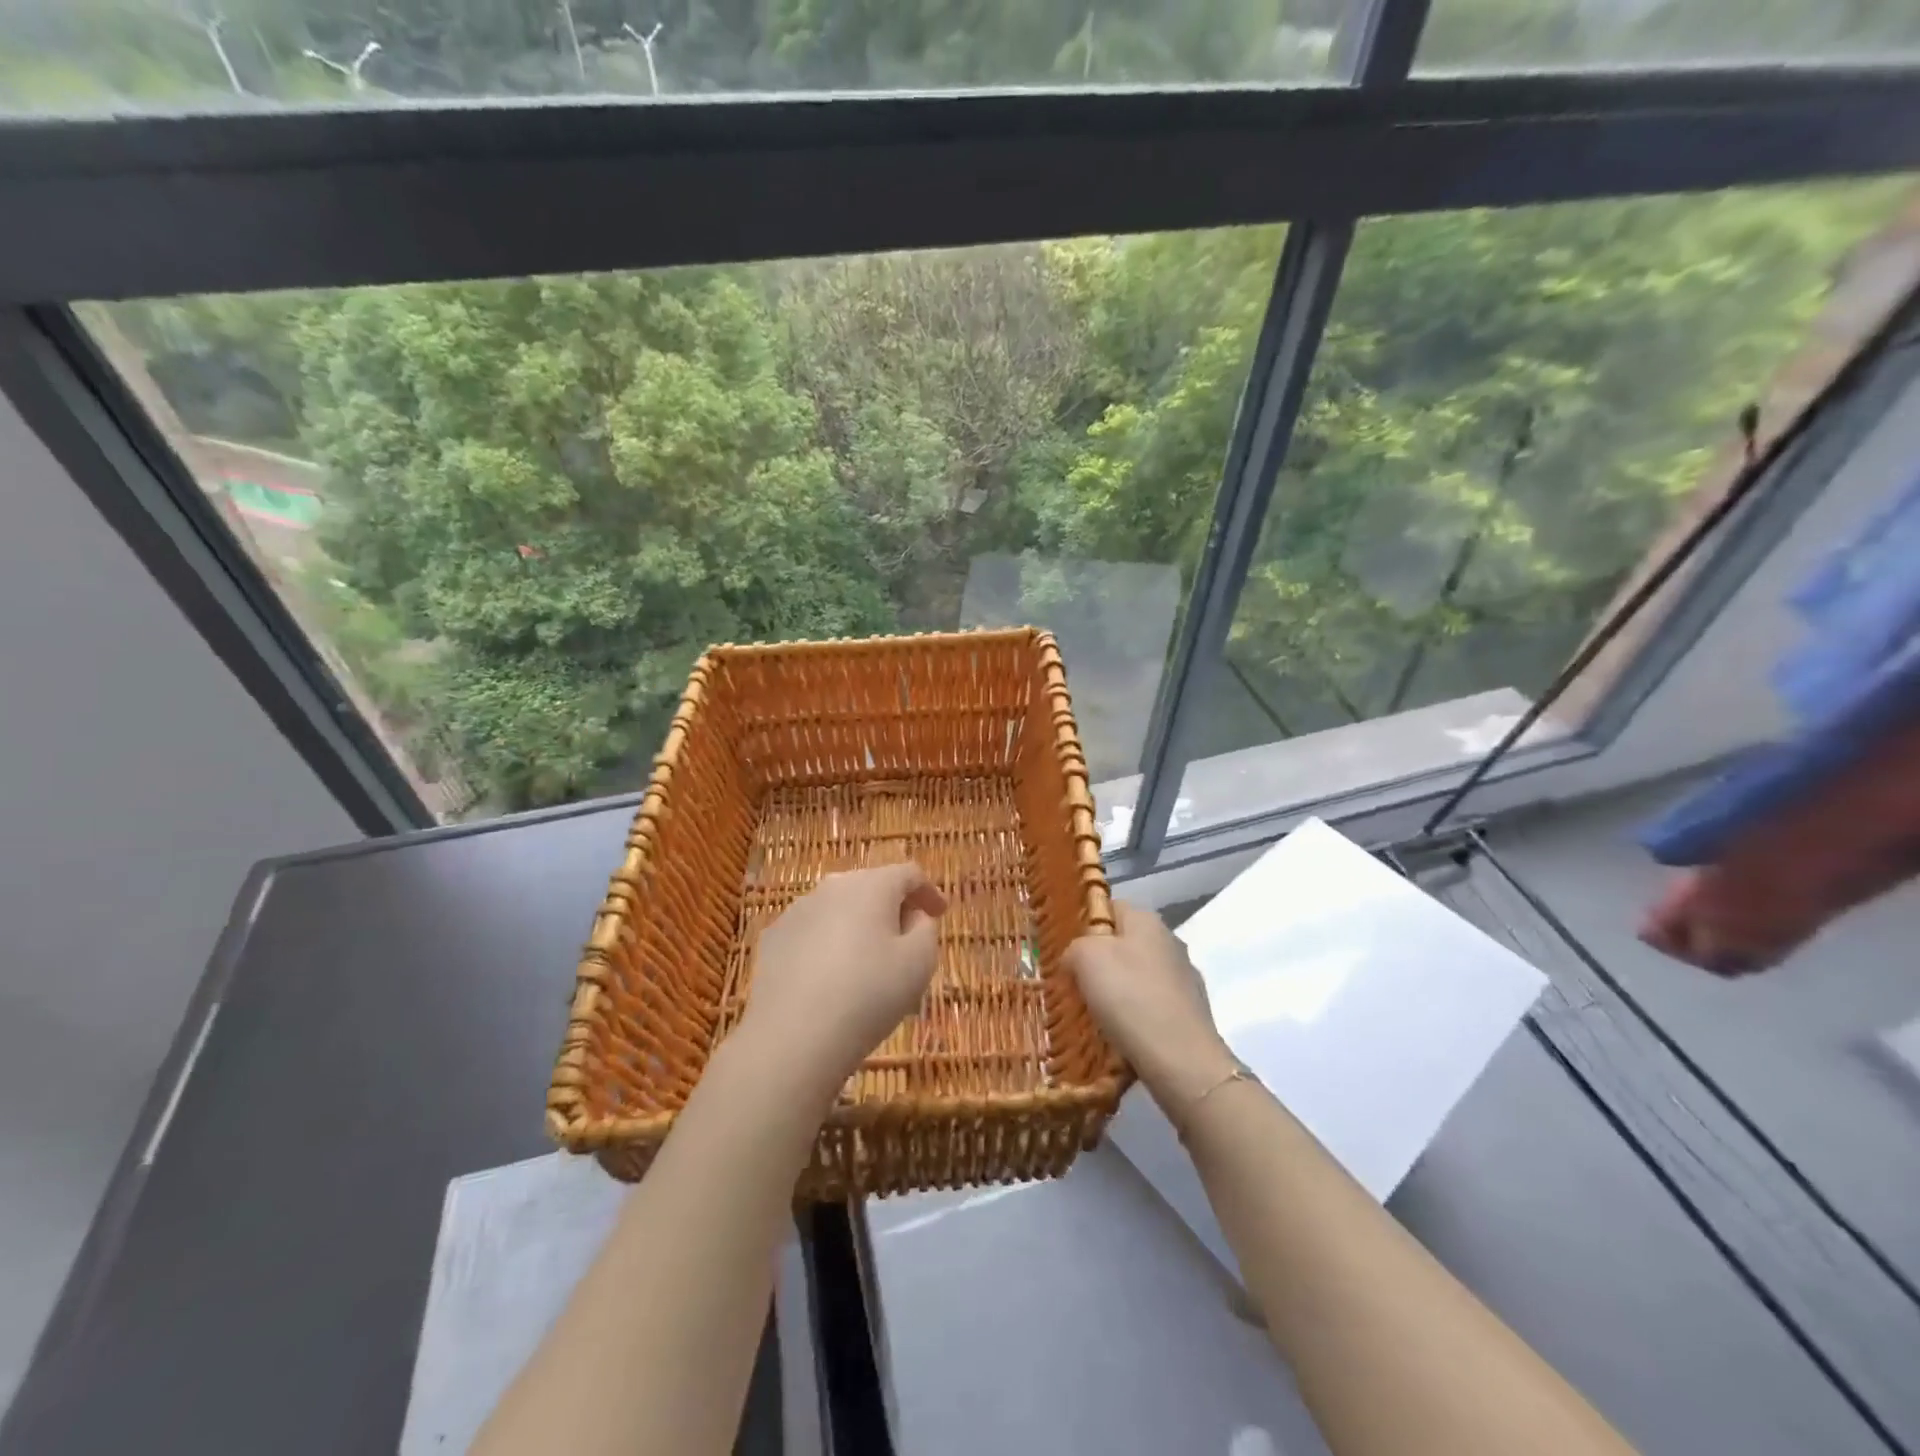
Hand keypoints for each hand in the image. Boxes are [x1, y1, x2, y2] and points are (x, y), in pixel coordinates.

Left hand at [737, 863, 947, 1101]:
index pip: (908, 874)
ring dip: (859, 926)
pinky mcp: (774, 938)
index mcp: (871, 885)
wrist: (793, 1037)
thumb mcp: (919, 962)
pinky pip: (813, 931)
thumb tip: (913, 916)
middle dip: (893, 907)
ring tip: (869, 963)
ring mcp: (797, 910)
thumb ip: (926, 929)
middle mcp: (832, 886)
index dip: (929, 892)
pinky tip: (832, 977)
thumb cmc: (869, 995)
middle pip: (871, 886)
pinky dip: (829, 943)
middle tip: (908, 939)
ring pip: (839, 908)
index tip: (941, 913)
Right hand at [1066, 902, 1236, 1118]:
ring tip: (1096, 1016)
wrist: (1183, 1062)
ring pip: (1138, 976)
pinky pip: (1152, 1006)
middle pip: (1124, 943)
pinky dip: (1136, 1016)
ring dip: (1118, 992)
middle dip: (1100, 962)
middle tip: (1075, 986)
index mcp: (1147, 920)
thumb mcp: (1085, 958)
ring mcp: (1185, 979)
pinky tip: (1123, 1035)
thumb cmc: (1129, 998)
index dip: (1085, 925)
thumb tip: (1077, 958)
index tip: (1068, 952)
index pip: (1110, 907)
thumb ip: (1075, 947)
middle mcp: (1170, 942)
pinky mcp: (1191, 1013)